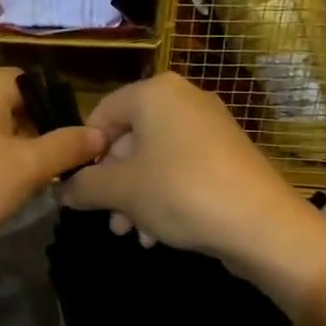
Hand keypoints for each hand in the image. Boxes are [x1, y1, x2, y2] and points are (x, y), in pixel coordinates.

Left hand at [0, 65, 104, 255]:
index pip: (35, 86)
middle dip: (33, 136)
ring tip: (20, 184)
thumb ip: (68, 146)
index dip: (56, 117)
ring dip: (10, 149)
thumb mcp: (29, 167)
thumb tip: (100, 134)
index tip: (68, 152)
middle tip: (46, 173)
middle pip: (11, 104)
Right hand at [61, 73, 317, 284]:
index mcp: (155, 92)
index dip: (85, 153)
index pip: (102, 114)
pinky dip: (165, 194)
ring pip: (155, 157)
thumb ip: (84, 187)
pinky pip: (183, 166)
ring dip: (137, 195)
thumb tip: (62, 191)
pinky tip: (158, 234)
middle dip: (114, 182)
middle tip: (108, 219)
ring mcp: (210, 124)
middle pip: (130, 137)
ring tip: (132, 233)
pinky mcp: (228, 152)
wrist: (262, 224)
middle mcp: (183, 98)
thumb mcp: (121, 191)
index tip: (80, 188)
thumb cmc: (180, 192)